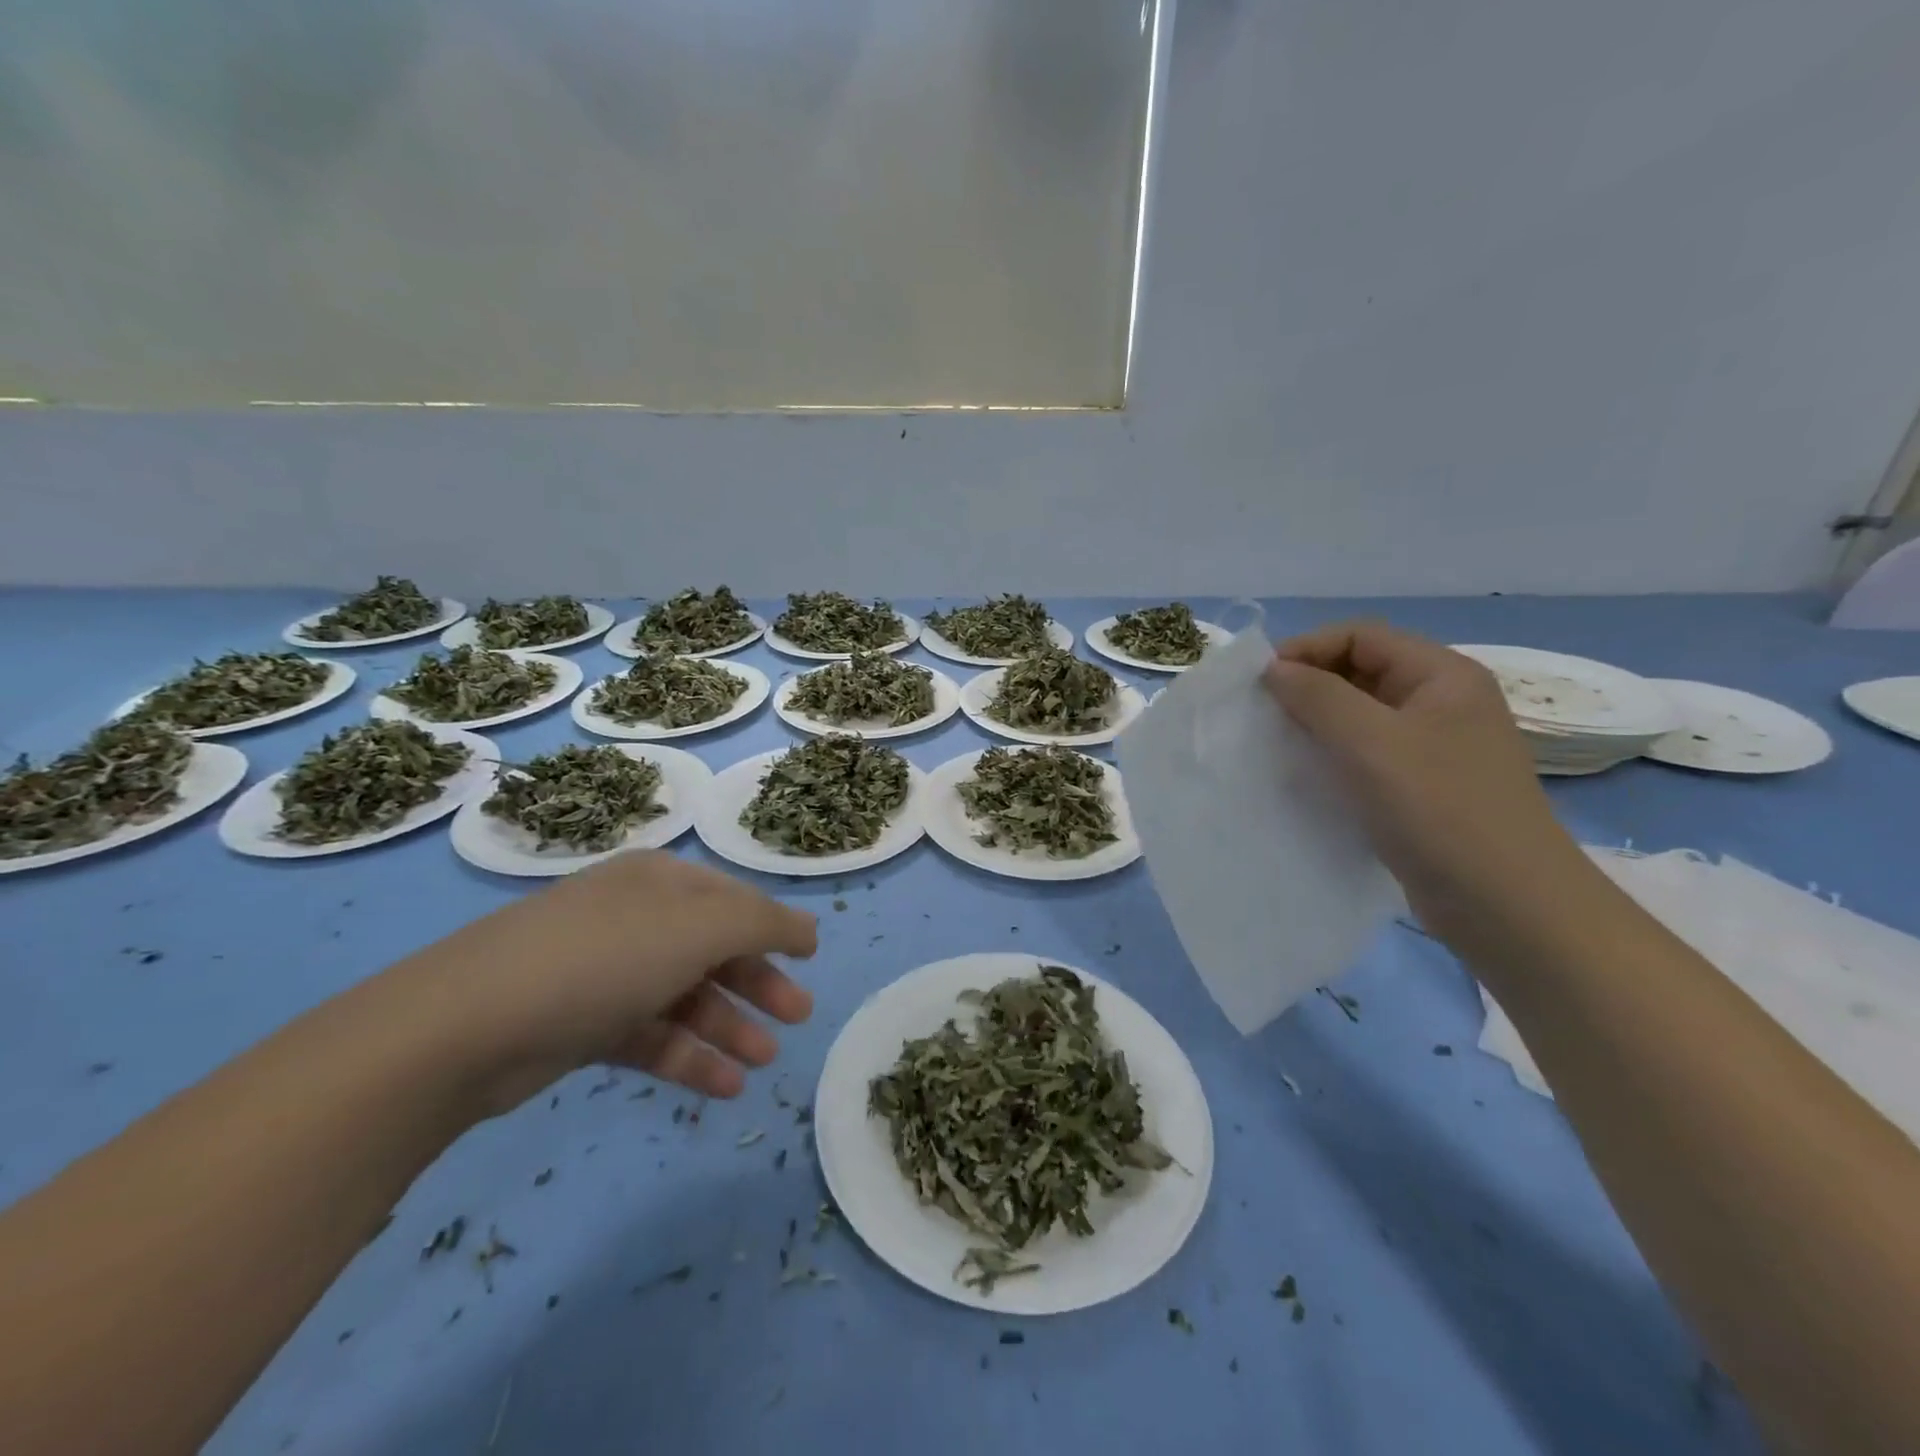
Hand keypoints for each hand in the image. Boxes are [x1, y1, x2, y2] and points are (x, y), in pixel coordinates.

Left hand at [399, 851, 816, 1114]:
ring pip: (684, 997)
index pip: (734, 900)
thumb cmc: (604, 957)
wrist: (466, 1027)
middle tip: (799, 1018)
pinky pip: (650, 1036)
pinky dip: (687, 1058)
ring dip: (728, 1028)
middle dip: (758, 983)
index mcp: (660, 881)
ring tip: (764, 1062)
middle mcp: (635, 918)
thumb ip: (764, 925)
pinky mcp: (582, 1024)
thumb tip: (808, 930)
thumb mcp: (699, 928)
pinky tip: (723, 1086)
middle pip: (713, 948)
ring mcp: (606, 972)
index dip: (775, 928)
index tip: (812, 960)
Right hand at [1262, 620, 1586, 943]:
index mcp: (1442, 676)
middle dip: (1308, 686)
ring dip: (1316, 722)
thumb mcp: (1371, 743)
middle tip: (1262, 714)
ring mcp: (1434, 748)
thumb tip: (1274, 669)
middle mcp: (1441, 703)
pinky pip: (1367, 754)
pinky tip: (1305, 776)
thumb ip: (1318, 697)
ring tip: (1275, 744)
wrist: (1506, 905)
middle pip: (1361, 671)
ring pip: (1361, 716)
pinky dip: (1332, 756)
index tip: (1260, 682)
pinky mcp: (1422, 788)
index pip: (1362, 636)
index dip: (1307, 649)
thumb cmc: (1439, 810)